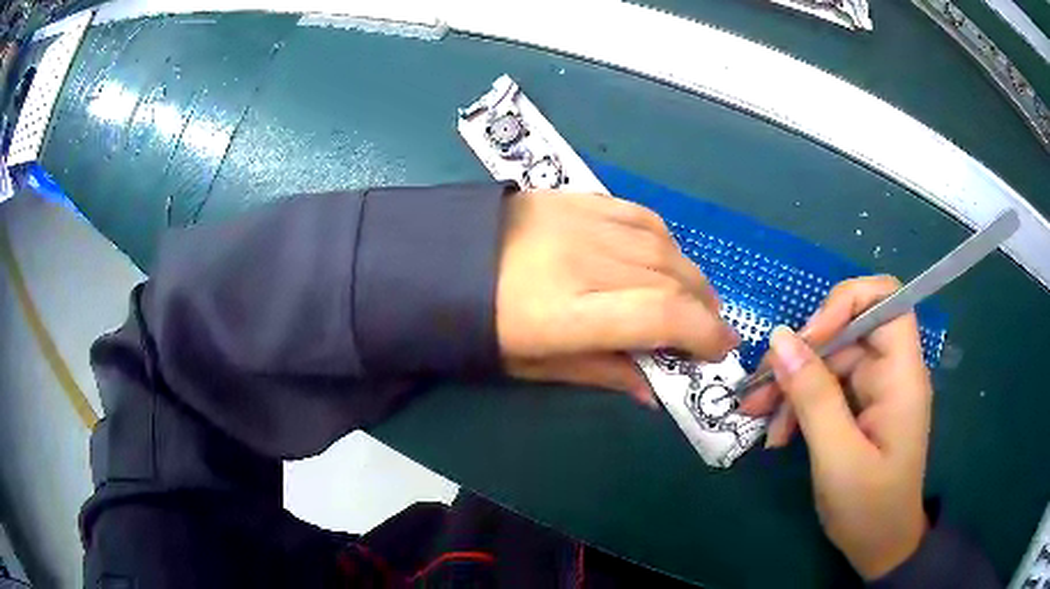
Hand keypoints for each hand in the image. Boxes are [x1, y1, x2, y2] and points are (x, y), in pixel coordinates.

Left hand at [496, 191, 738, 405]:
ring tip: (694, 299)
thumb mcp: (535, 366)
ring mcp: (581, 222)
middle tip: (711, 331)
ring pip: (663, 246)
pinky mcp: (575, 198)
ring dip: (690, 276)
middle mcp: (584, 261)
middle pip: (671, 279)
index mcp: (567, 312)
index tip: (722, 349)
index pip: (661, 316)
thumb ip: (600, 373)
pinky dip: (664, 240)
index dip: (703, 333)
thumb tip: (653, 391)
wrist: (435, 261)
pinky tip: (665, 259)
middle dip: (704, 308)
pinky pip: (639, 215)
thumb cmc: (478, 327)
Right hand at [740, 276, 930, 579]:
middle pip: (847, 330)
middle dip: (802, 354)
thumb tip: (779, 338)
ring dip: (792, 384)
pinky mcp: (859, 408)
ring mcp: (874, 390)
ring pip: (829, 360)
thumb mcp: (838, 458)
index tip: (807, 338)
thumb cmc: (869, 508)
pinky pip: (825, 388)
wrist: (880, 546)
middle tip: (760, 389)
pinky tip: (777, 432)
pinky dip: (798, 404)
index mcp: (901, 375)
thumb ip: (813, 397)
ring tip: (758, 415)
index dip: (845, 302)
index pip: (885, 298)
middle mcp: (890, 371)